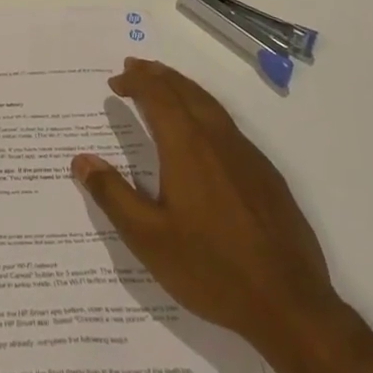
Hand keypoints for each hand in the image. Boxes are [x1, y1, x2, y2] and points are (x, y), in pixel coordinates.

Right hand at [72, 58, 338, 349]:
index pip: (157, 96)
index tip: (115, 81)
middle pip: (185, 91)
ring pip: (210, 104)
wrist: (290, 305)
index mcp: (187, 147)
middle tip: (136, 66)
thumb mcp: (149, 239)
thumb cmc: (212, 270)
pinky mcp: (267, 175)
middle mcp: (218, 139)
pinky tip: (203, 131)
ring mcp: (247, 155)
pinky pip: (229, 125)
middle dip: (158, 75)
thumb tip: (81, 160)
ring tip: (165, 85)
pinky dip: (206, 110)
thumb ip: (113, 195)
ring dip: (183, 88)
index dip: (135, 82)